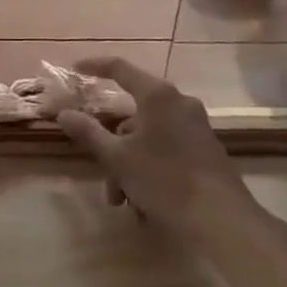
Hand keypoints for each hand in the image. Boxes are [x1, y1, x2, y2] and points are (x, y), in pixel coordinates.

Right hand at [57, 58, 256, 241]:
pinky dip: (150, 169)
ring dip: (130, 166)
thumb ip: (89, 133)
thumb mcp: (119, 158)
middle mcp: (179, 102)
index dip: (95, 66)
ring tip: (124, 202)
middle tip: (104, 176)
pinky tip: (145, 205)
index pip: (120, 68)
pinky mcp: (206, 149)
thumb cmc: (165, 180)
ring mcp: (196, 126)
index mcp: (157, 95)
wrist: (223, 219)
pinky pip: (167, 150)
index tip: (75, 70)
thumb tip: (63, 113)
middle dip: (113, 147)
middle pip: (133, 115)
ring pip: (149, 138)